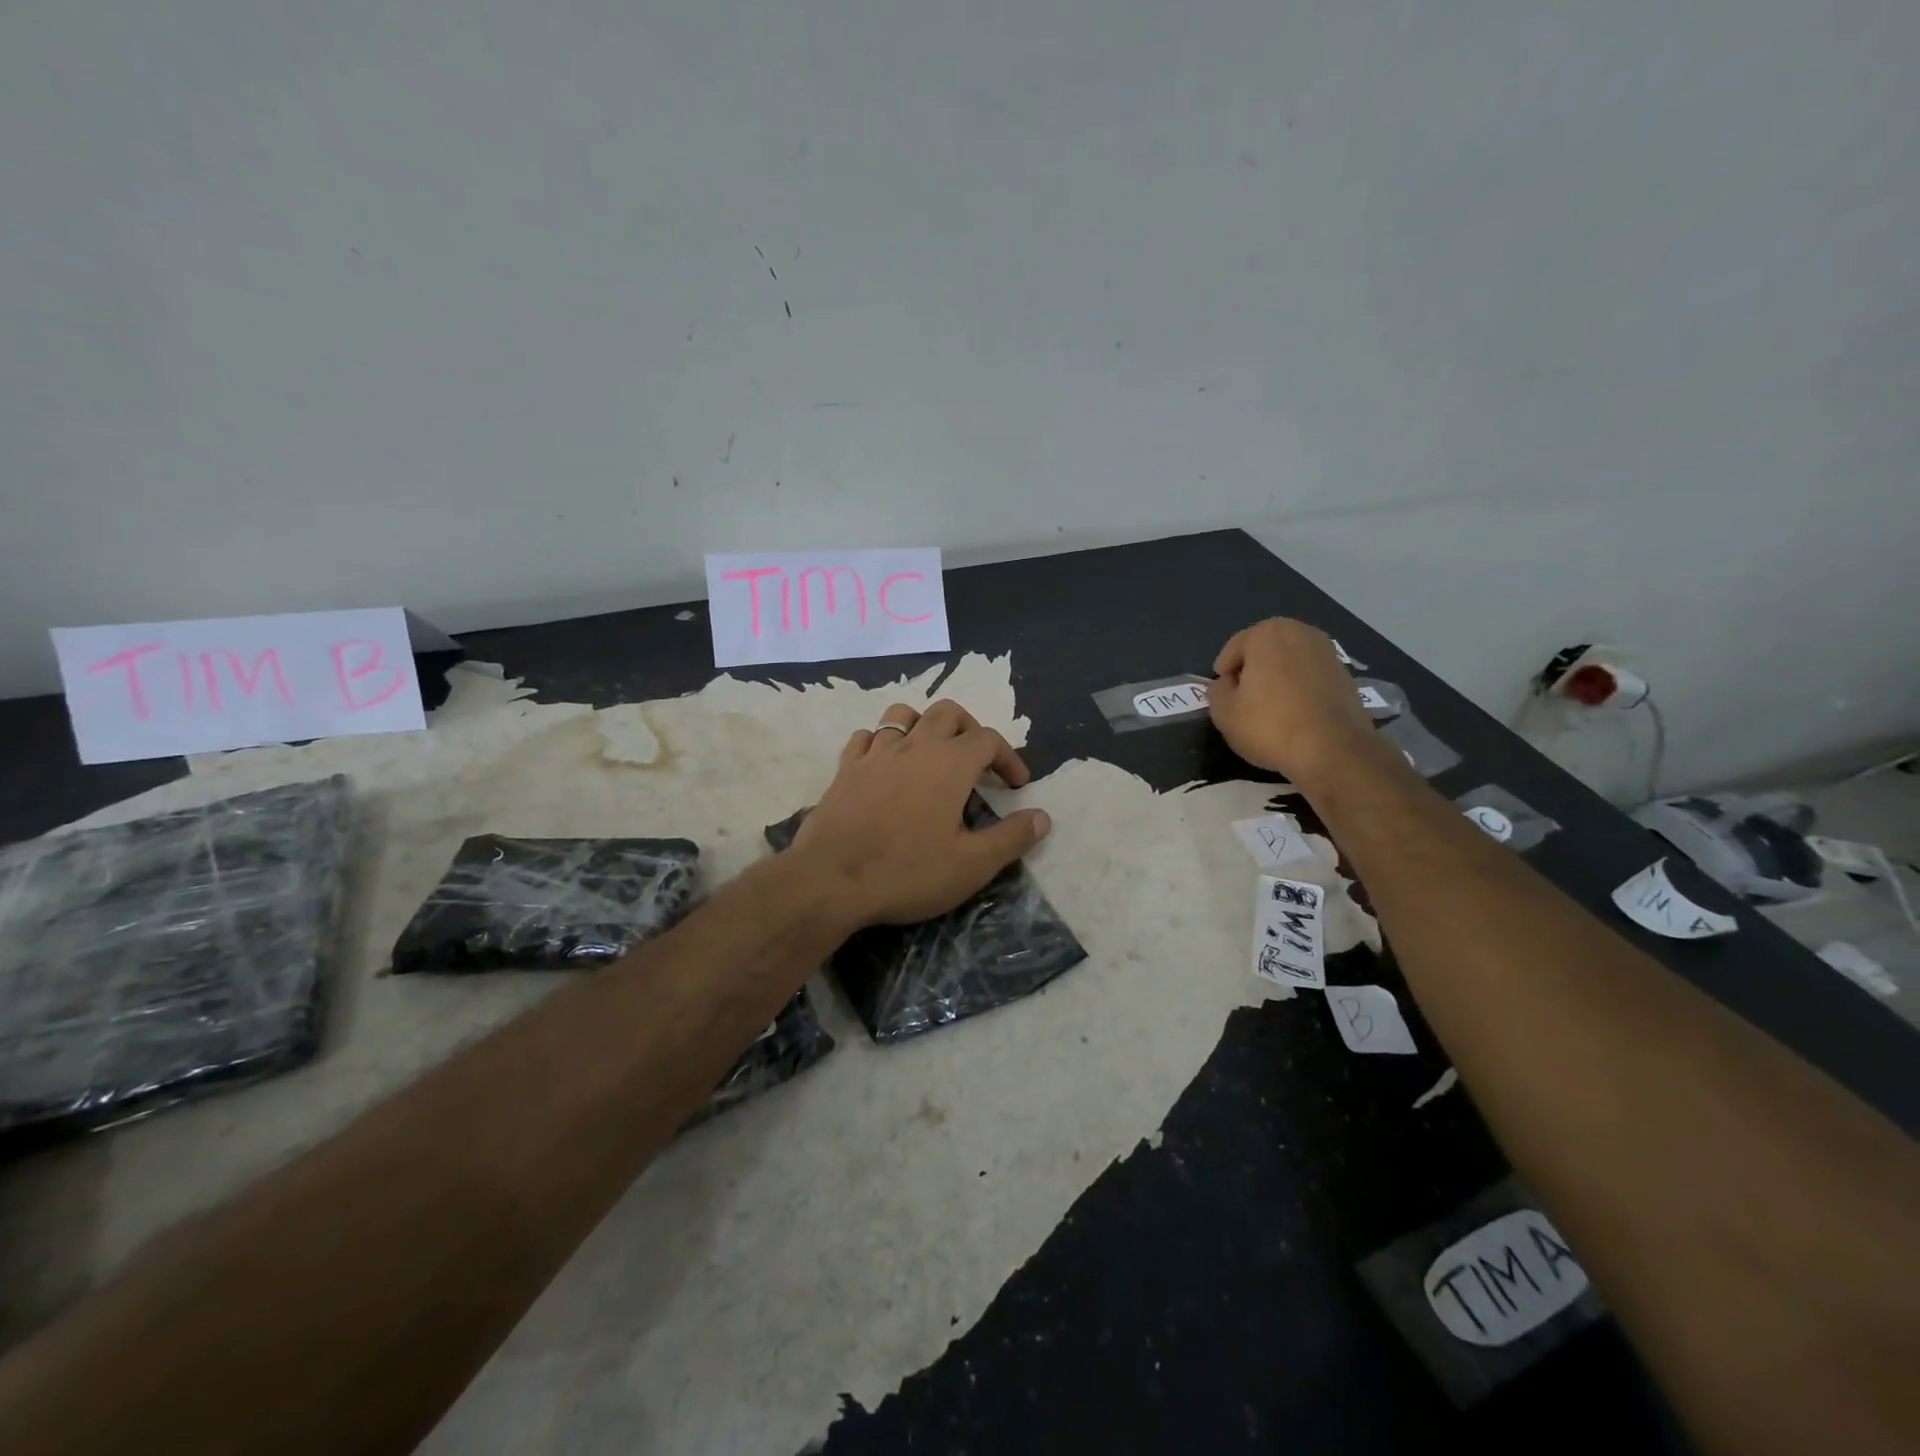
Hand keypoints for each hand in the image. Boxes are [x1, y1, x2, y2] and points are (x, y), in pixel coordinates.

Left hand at [791, 700, 1051, 927]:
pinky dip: (883, 741)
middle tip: (978, 762)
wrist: (830, 880)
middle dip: (970, 730)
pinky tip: (886, 765)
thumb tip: (1043, 816)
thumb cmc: (907, 872)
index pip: (989, 739)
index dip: (1008, 758)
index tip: (1016, 786)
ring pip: (903, 715)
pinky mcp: (845, 768)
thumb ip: (1011, 838)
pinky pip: (867, 736)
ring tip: (932, 755)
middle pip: (948, 712)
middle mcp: (914, 745)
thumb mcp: (971, 865)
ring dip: (924, 726)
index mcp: (949, 763)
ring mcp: (875, 753)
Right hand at [1208, 618, 1387, 787]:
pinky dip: (1300, 688)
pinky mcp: (1347, 675)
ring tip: (1269, 707)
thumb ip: (1217, 692)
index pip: (1234, 648)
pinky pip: (1311, 676)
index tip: (1222, 694)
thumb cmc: (1269, 725)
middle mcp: (1301, 632)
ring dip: (1278, 678)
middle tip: (1243, 699)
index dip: (1224, 672)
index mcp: (1267, 634)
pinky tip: (1295, 713)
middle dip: (1252, 670)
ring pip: (1290, 662)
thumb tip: (1225, 684)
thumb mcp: (1224, 713)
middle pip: (1265, 650)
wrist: (1333, 750)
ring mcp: (1328, 652)